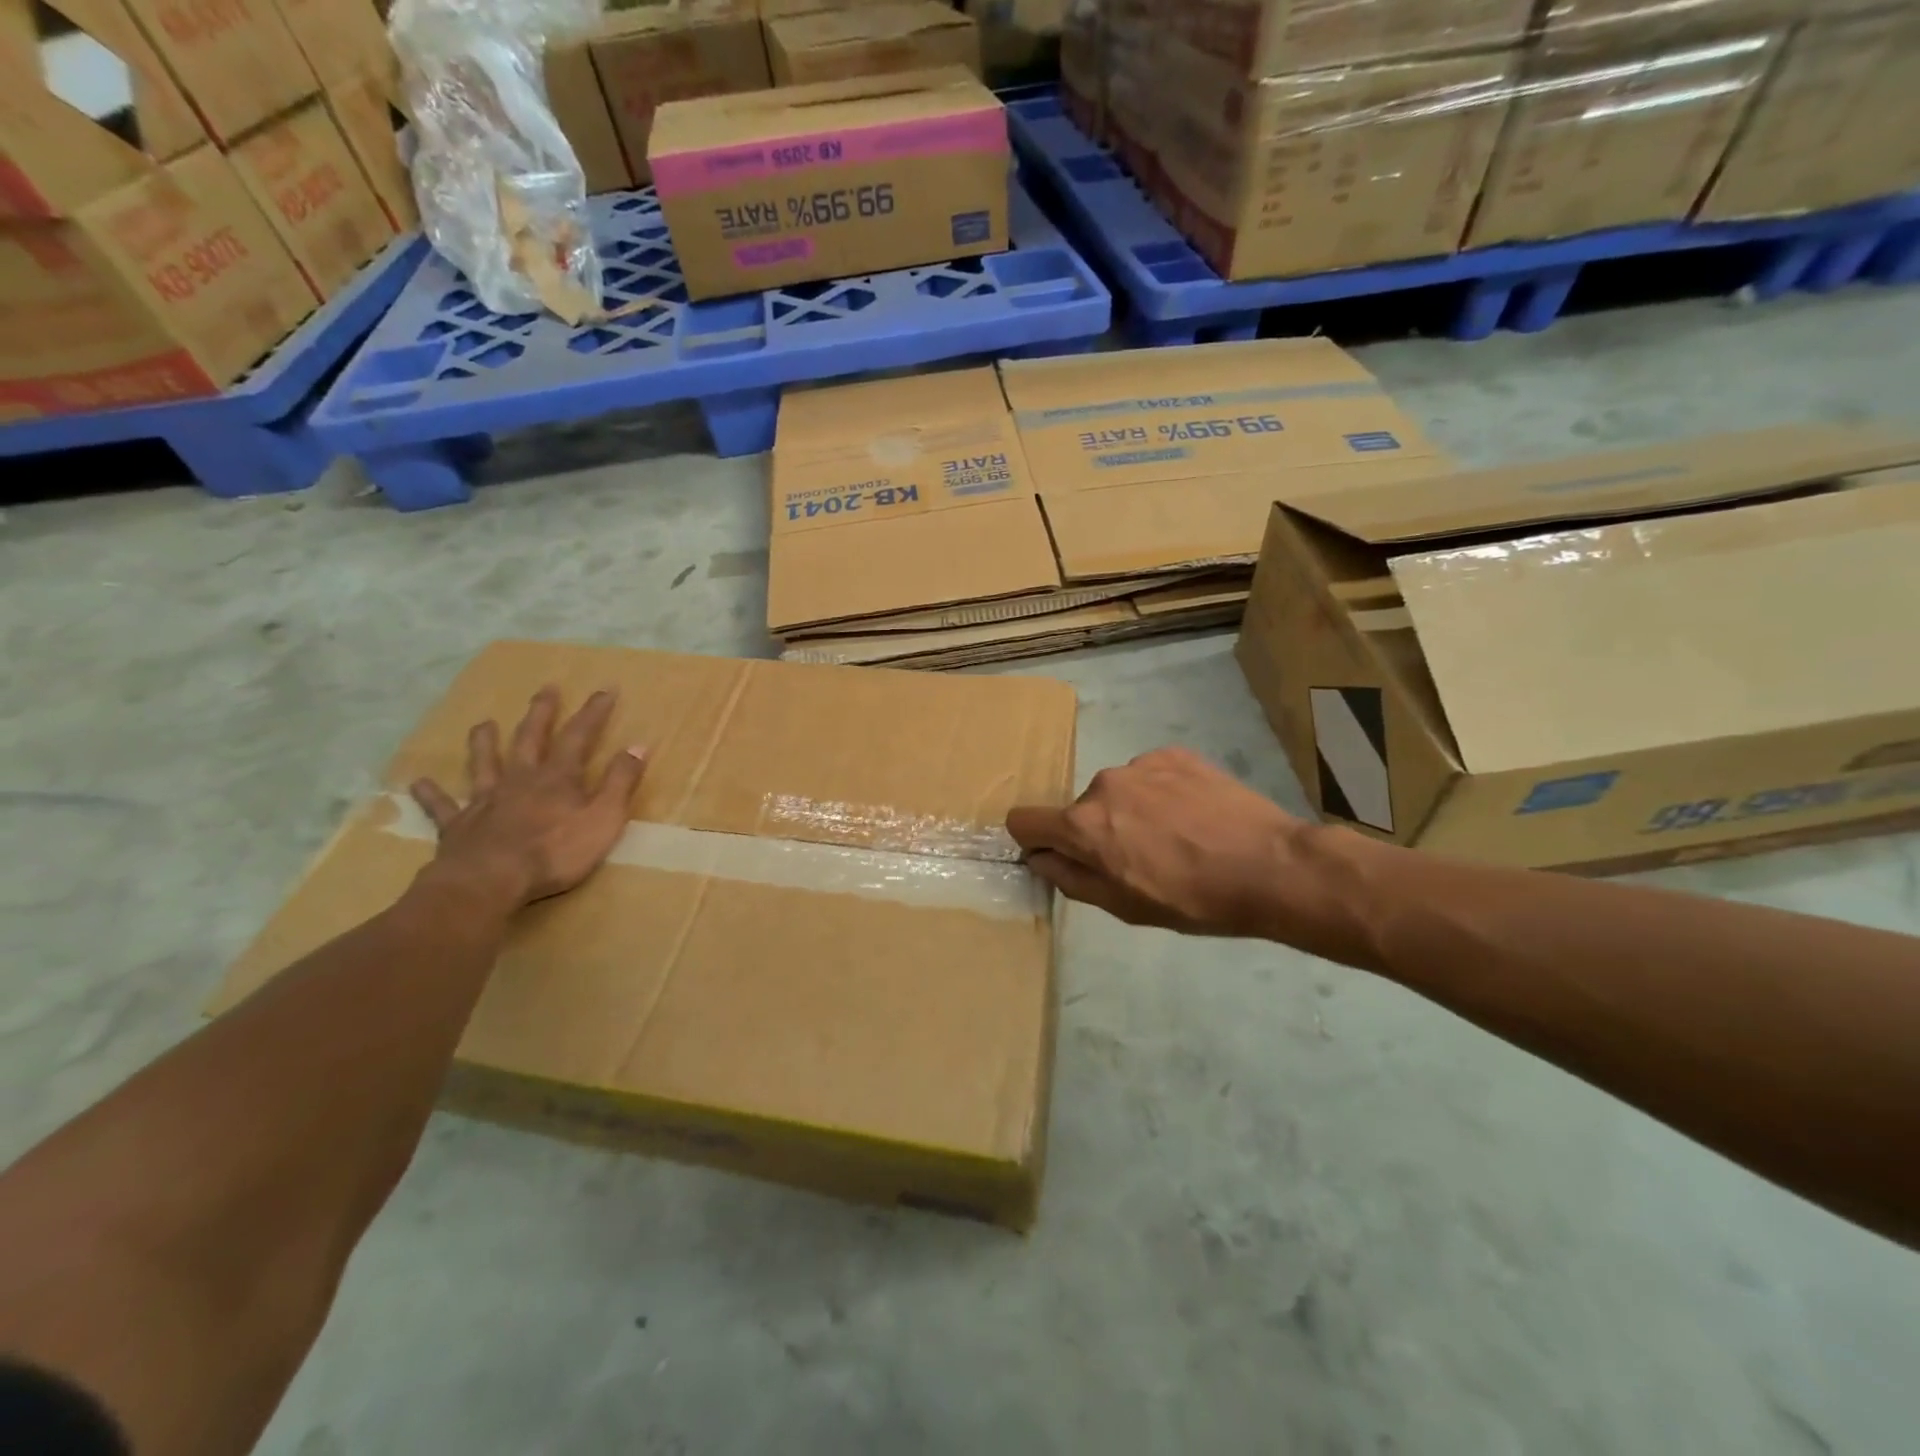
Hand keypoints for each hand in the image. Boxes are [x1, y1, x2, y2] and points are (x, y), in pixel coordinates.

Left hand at [409, 687, 647, 908]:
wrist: (490, 881)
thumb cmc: (555, 852)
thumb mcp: (604, 818)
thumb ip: (620, 782)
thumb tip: (638, 745)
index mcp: (558, 778)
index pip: (579, 736)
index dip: (593, 713)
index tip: (605, 690)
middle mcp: (520, 780)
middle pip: (530, 739)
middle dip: (541, 713)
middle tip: (546, 689)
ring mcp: (486, 801)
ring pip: (484, 764)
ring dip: (485, 743)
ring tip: (483, 723)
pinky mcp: (459, 826)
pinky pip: (443, 806)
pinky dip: (431, 794)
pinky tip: (418, 783)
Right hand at [1006, 747, 1336, 942]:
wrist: (1270, 866)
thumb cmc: (1192, 899)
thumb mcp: (1122, 906)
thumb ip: (1070, 877)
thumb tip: (1039, 857)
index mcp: (1083, 824)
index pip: (1025, 820)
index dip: (1035, 841)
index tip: (1060, 856)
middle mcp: (1103, 783)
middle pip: (1079, 810)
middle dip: (1097, 832)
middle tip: (1140, 860)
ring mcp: (1141, 763)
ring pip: (1117, 791)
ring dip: (1131, 812)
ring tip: (1176, 838)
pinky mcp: (1175, 754)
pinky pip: (1150, 775)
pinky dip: (1161, 793)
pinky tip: (1194, 816)